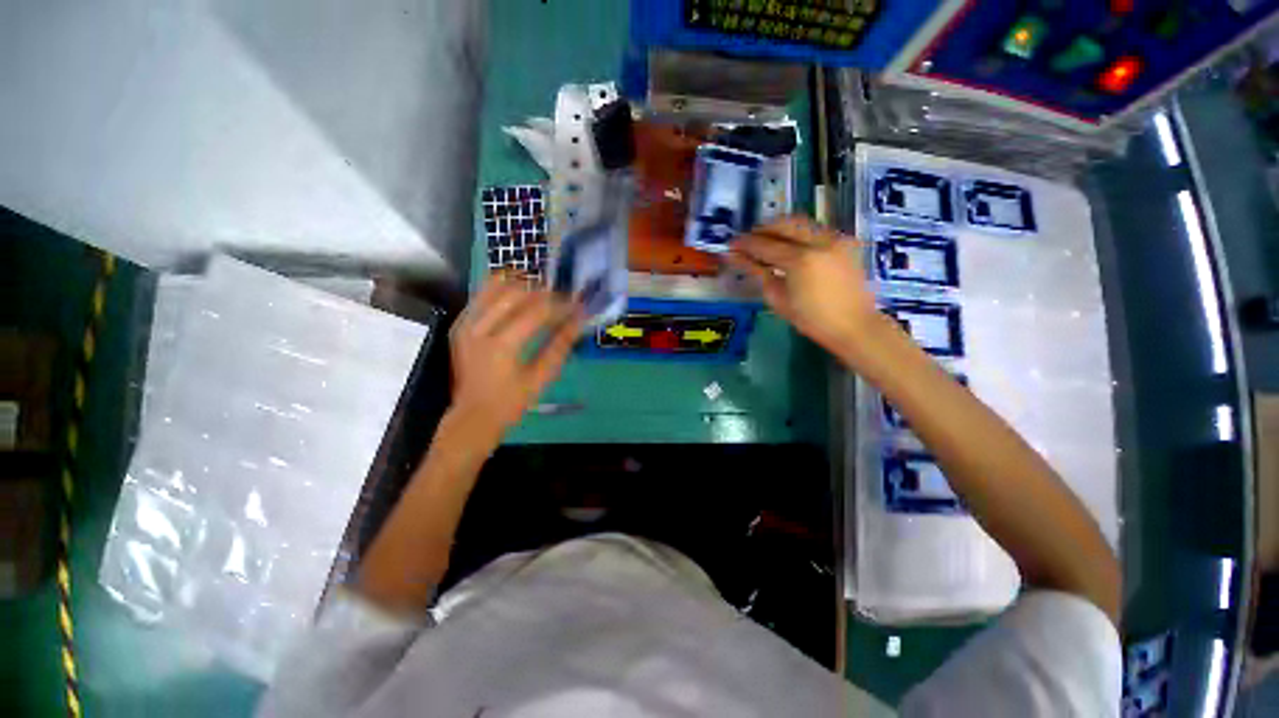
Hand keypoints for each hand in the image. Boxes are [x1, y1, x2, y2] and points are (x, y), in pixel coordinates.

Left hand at [448, 275, 581, 439]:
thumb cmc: (511, 401)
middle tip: (560, 296)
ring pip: (493, 287)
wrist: (473, 415)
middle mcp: (479, 328)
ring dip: (520, 283)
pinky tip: (516, 293)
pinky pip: (480, 296)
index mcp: (501, 346)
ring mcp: (465, 324)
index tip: (576, 304)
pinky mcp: (460, 324)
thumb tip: (578, 321)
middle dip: (541, 290)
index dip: (560, 305)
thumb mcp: (541, 378)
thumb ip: (559, 347)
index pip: (536, 312)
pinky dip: (499, 289)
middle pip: (514, 293)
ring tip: (540, 289)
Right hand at [729, 216, 877, 353]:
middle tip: (747, 240)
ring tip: (766, 241)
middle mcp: (819, 241)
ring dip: (780, 228)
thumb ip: (758, 273)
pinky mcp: (844, 241)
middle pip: (784, 223)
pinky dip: (797, 233)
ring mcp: (835, 238)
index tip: (731, 244)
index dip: (745, 244)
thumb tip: (738, 258)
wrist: (854, 325)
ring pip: (801, 222)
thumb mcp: (778, 299)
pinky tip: (789, 247)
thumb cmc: (811, 320)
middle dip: (762, 229)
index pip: (765, 245)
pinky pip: (815, 229)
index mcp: (800, 260)